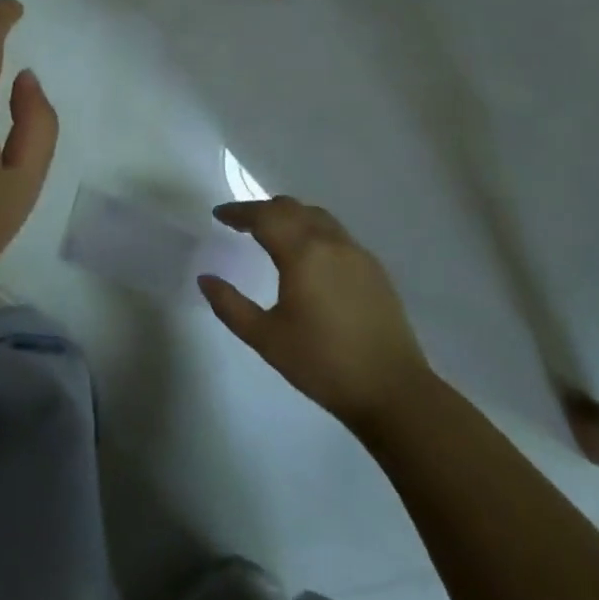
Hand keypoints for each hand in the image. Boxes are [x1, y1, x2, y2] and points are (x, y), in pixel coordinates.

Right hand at [199, 196, 432, 429]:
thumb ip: (230, 305)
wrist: (393, 390)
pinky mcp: (375, 270)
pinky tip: (307, 254)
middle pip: (292, 208)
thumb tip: (205, 279)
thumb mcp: (265, 338)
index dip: (238, 212)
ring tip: (271, 232)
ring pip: (318, 217)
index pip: (265, 217)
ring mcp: (358, 254)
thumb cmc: (322, 363)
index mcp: (303, 253)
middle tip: (240, 222)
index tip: (219, 215)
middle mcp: (331, 243)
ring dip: (290, 216)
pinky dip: (312, 230)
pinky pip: (336, 234)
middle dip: (263, 210)